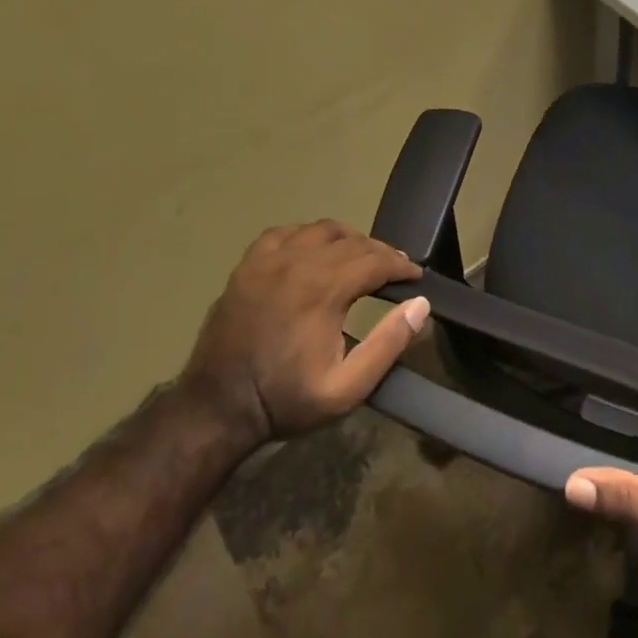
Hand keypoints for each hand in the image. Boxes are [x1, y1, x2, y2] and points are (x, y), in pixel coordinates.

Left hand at [184, 221, 426, 441]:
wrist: (217, 408)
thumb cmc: (285, 400)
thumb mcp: (346, 389)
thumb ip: (388, 345)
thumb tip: (420, 305)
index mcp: (323, 290)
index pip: (375, 260)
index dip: (401, 265)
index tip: (415, 277)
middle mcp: (297, 263)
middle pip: (352, 241)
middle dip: (380, 252)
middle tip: (395, 270)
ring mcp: (268, 260)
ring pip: (321, 229)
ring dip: (347, 240)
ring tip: (359, 259)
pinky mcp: (247, 265)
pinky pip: (286, 232)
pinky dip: (308, 236)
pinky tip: (314, 252)